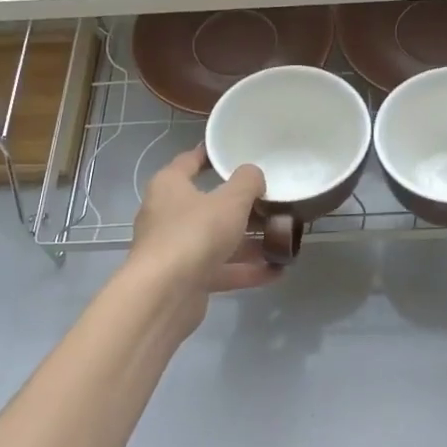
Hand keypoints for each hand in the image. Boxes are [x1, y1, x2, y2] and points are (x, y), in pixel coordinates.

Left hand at [127, 146, 279, 332]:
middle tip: (271, 202)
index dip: (211, 155)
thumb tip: (254, 174)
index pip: (189, 161)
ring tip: (281, 239)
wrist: (165, 294)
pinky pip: (220, 269)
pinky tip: (276, 272)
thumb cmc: (195, 233)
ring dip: (248, 242)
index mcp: (170, 186)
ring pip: (217, 240)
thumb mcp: (230, 201)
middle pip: (208, 205)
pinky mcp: (186, 279)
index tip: (234, 152)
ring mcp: (176, 249)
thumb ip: (247, 182)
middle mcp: (168, 215)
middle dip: (240, 207)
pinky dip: (246, 270)